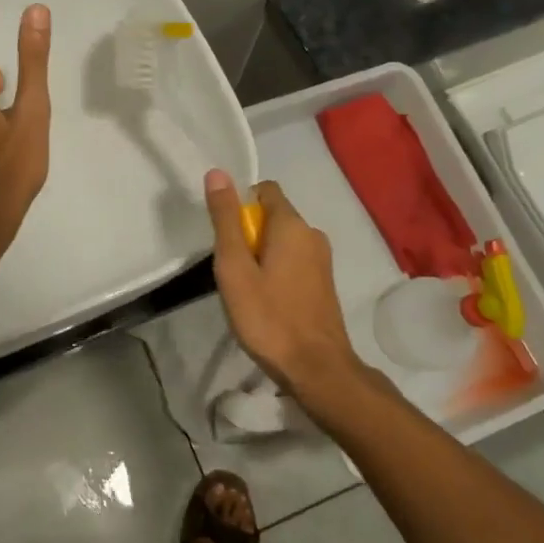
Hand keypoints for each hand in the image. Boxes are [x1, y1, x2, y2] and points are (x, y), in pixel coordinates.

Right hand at [204, 172, 363, 407]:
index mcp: (292, 224)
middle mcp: (312, 234)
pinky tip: (267, 302)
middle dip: (248, 234)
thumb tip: (218, 173)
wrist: (316, 369)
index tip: (227, 237)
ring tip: (247, 289)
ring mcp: (322, 259)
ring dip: (261, 255)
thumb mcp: (235, 267)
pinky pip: (294, 260)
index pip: (264, 190)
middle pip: (272, 216)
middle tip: (233, 270)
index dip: (240, 206)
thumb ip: (226, 219)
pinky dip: (277, 270)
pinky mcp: (325, 282)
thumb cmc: (269, 316)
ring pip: (282, 241)